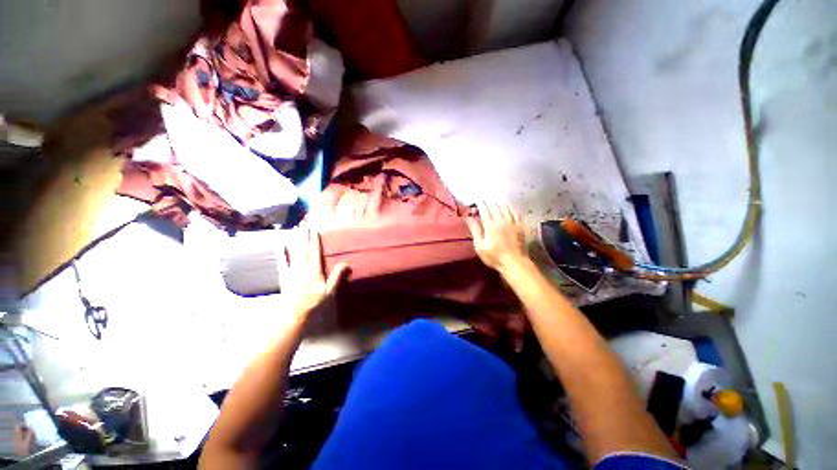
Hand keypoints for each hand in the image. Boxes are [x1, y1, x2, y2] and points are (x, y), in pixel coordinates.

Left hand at [278, 227, 349, 321]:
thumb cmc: (314, 302)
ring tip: (295, 229)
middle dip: (304, 236)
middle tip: (304, 224)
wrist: (294, 313)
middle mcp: (302, 268)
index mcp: (314, 271)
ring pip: (293, 252)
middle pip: (303, 249)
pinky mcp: (284, 276)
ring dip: (295, 240)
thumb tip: (345, 263)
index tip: (315, 230)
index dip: (315, 241)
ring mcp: (292, 271)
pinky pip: (282, 261)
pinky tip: (281, 244)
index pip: (315, 252)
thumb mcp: (330, 291)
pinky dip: (281, 252)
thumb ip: (337, 276)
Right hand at [466, 202, 529, 272]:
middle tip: (486, 200)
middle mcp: (502, 221)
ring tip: (497, 201)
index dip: (481, 204)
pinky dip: (513, 209)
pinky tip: (512, 208)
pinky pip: (518, 214)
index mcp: (491, 226)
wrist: (514, 263)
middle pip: (496, 208)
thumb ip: (475, 230)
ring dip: (501, 203)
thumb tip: (469, 218)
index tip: (478, 200)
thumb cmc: (494, 257)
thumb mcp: (480, 246)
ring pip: (507, 209)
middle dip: (490, 202)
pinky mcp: (521, 227)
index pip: (485, 211)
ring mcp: (513, 223)